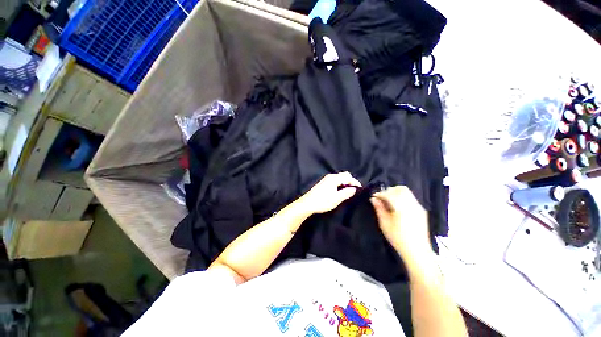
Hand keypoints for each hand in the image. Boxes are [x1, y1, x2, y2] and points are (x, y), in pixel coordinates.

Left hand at [298, 172, 361, 213]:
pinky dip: (340, 184)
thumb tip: (354, 189)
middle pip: (344, 175)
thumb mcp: (337, 198)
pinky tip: (340, 191)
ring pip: (339, 178)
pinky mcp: (323, 183)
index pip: (348, 177)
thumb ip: (346, 193)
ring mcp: (326, 179)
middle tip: (354, 190)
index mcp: (334, 178)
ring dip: (345, 183)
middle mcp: (330, 176)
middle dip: (350, 181)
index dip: (355, 182)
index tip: (360, 189)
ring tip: (348, 191)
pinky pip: (335, 181)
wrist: (308, 203)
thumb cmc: (323, 201)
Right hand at [370, 186, 431, 261]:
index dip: (380, 194)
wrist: (417, 251)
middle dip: (389, 191)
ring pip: (407, 192)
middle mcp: (411, 204)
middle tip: (382, 198)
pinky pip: (411, 198)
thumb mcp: (384, 223)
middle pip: (400, 189)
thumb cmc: (398, 238)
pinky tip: (398, 207)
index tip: (374, 197)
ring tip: (389, 202)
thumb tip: (373, 199)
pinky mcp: (421, 211)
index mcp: (401, 207)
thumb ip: (379, 208)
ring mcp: (418, 207)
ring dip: (396, 193)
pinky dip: (402, 198)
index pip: (389, 193)